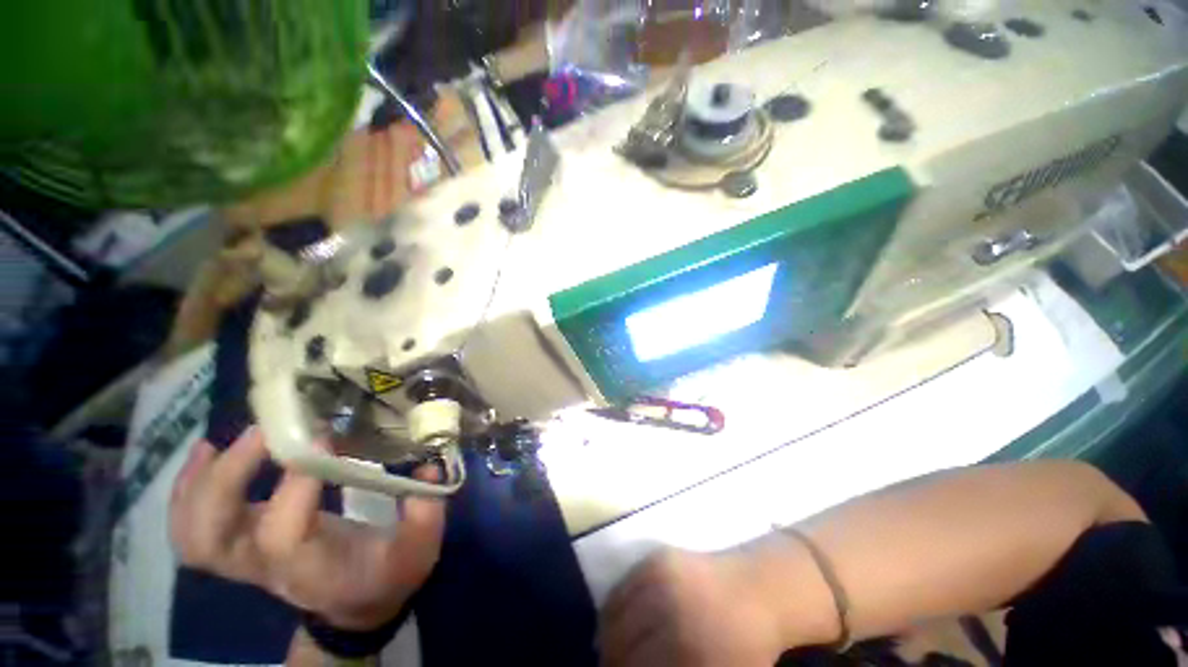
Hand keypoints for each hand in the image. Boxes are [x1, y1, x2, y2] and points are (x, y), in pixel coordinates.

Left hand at [169, 428, 445, 629]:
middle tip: (264, 431)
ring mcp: (244, 559)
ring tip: (220, 441)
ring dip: (197, 483)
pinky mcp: (241, 546)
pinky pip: (190, 528)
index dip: (293, 483)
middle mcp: (264, 566)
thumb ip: (425, 510)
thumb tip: (428, 463)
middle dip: (226, 478)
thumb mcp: (419, 550)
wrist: (355, 606)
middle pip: (211, 536)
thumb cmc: (388, 576)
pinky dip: (187, 490)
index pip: (281, 533)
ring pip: (190, 533)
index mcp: (310, 568)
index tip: (324, 434)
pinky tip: (205, 455)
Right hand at [599, 549, 786, 666]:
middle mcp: (670, 613)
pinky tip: (612, 622)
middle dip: (612, 661)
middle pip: (620, 646)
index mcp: (690, 654)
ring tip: (606, 650)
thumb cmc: (743, 646)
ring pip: (614, 615)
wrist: (756, 591)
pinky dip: (611, 608)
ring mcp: (661, 580)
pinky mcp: (656, 559)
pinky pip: (621, 587)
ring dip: (606, 637)